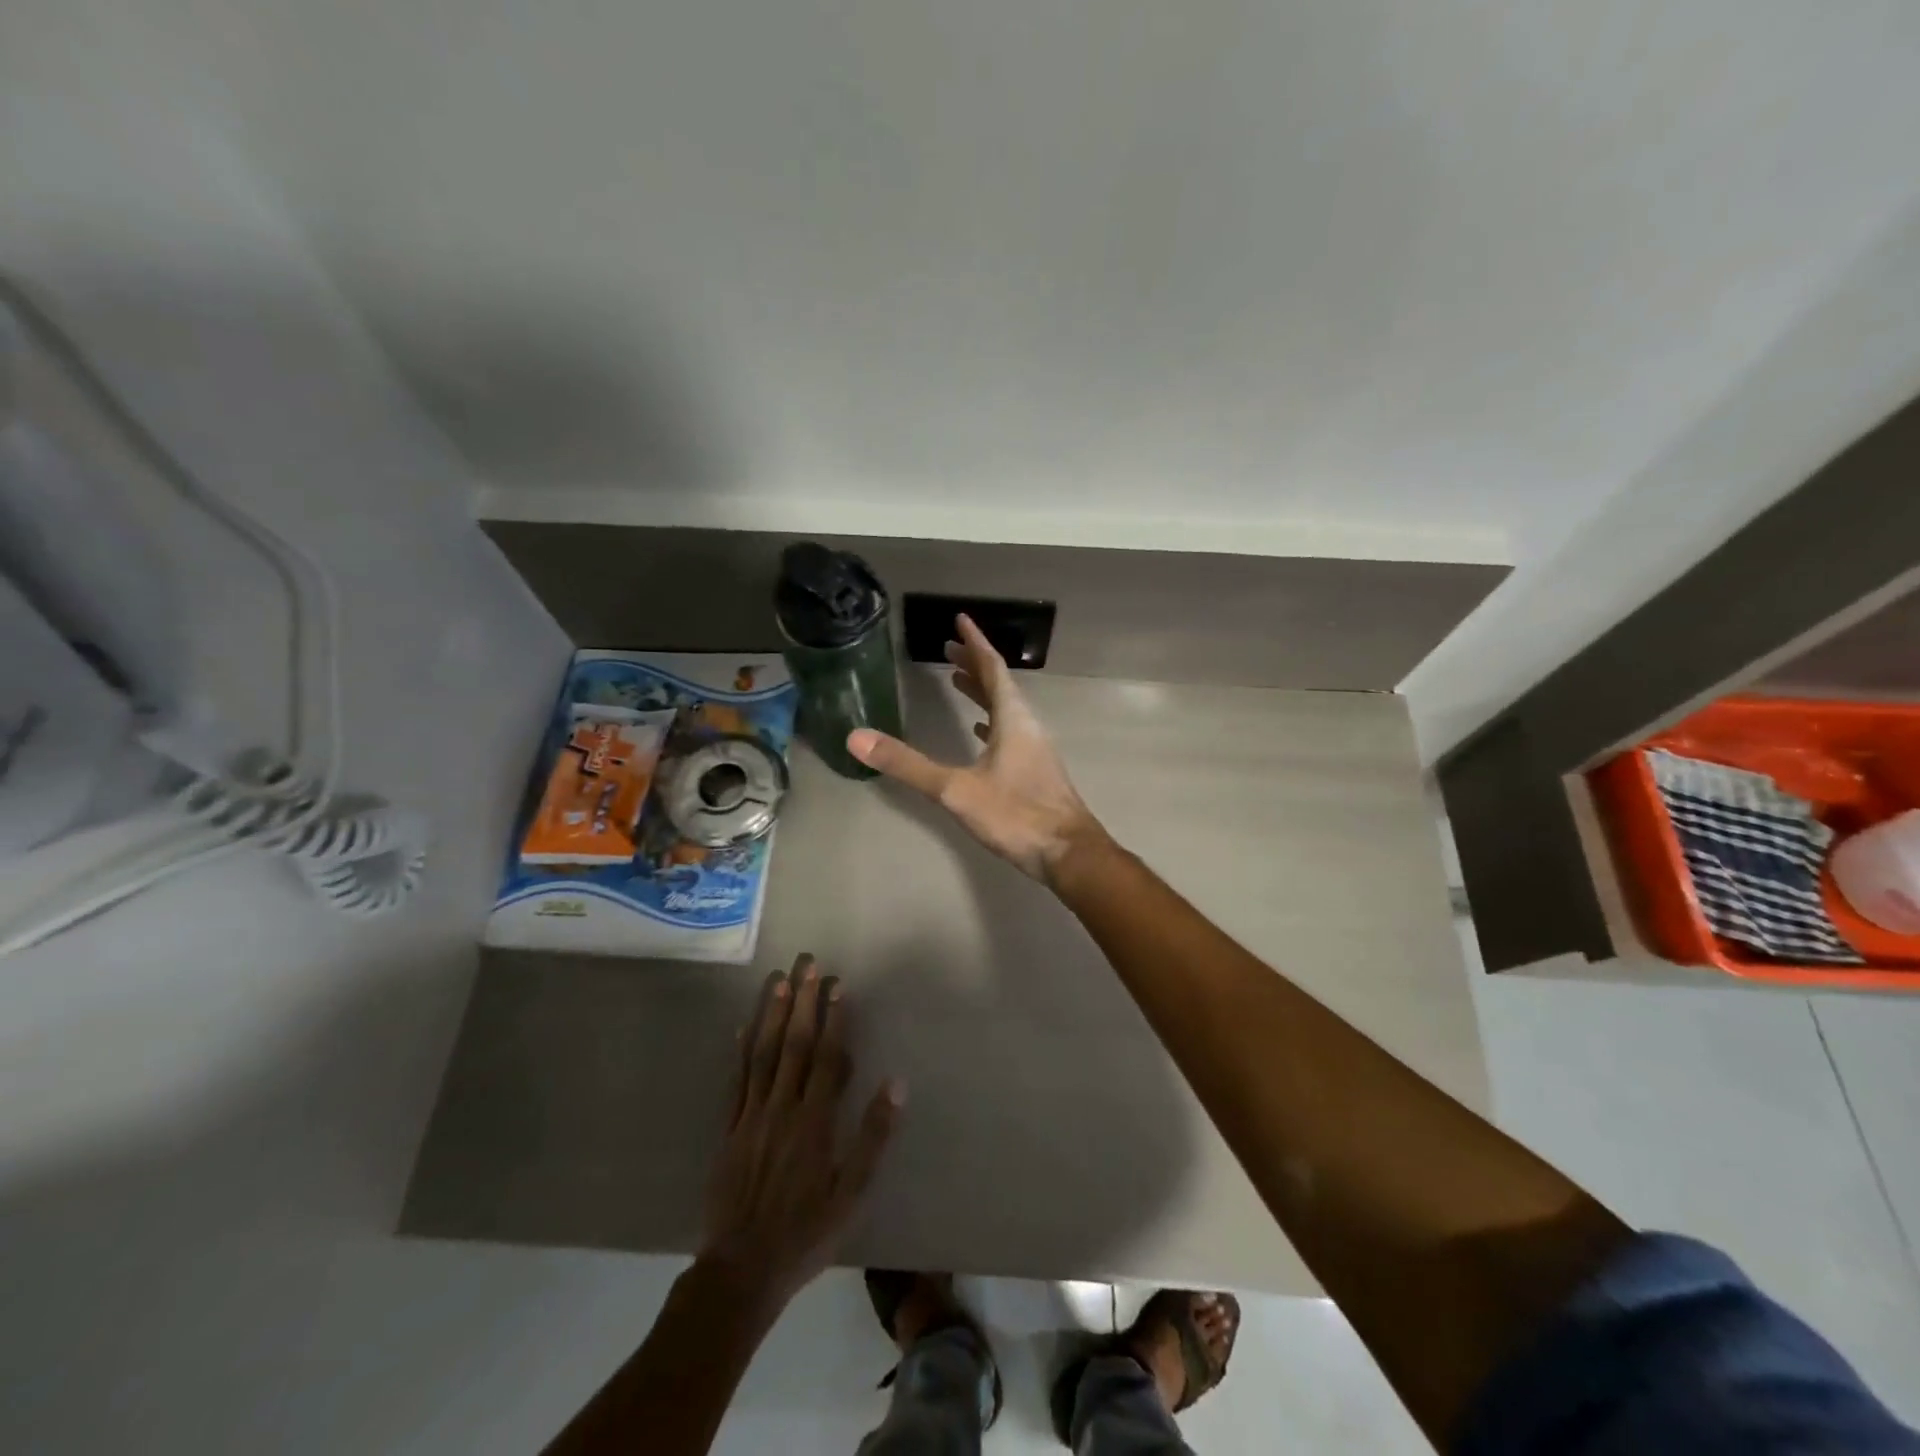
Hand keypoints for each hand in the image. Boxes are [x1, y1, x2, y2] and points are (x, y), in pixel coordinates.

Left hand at [699, 955, 902, 1311]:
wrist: (741, 1272)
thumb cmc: (806, 1233)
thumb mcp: (852, 1194)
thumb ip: (873, 1137)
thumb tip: (896, 1084)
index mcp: (814, 1121)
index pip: (827, 1057)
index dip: (834, 1019)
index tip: (838, 985)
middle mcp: (781, 1108)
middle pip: (794, 1045)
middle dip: (802, 1001)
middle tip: (807, 964)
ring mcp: (750, 1117)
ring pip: (762, 1054)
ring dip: (771, 1014)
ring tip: (777, 980)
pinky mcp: (728, 1130)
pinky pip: (735, 1082)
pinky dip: (740, 1051)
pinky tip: (742, 1027)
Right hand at [848, 614, 1107, 882]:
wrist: (1068, 853)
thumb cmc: (1016, 815)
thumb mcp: (956, 789)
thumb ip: (908, 764)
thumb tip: (857, 738)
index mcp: (1012, 718)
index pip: (992, 668)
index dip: (975, 643)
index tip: (961, 619)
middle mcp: (1026, 725)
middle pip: (999, 684)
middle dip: (973, 664)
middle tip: (948, 648)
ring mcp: (1034, 749)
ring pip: (1006, 708)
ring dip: (982, 691)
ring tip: (957, 681)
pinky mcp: (1035, 770)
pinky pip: (1009, 731)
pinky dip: (990, 721)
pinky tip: (978, 731)